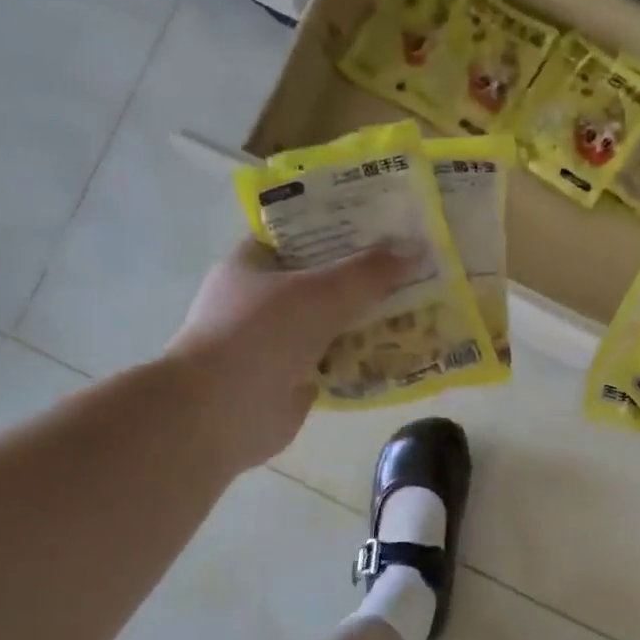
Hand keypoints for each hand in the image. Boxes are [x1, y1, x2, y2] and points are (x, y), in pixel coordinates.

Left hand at [168, 238, 408, 469]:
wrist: (222, 412)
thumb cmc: (261, 334)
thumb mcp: (321, 291)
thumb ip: (368, 272)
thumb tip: (417, 249)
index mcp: (253, 264)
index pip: (300, 235)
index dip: (341, 228)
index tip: (385, 229)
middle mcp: (261, 300)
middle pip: (322, 281)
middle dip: (365, 279)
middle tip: (414, 271)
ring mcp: (276, 343)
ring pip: (332, 323)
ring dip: (368, 321)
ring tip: (418, 310)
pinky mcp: (292, 380)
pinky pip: (336, 362)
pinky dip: (363, 359)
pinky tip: (400, 353)